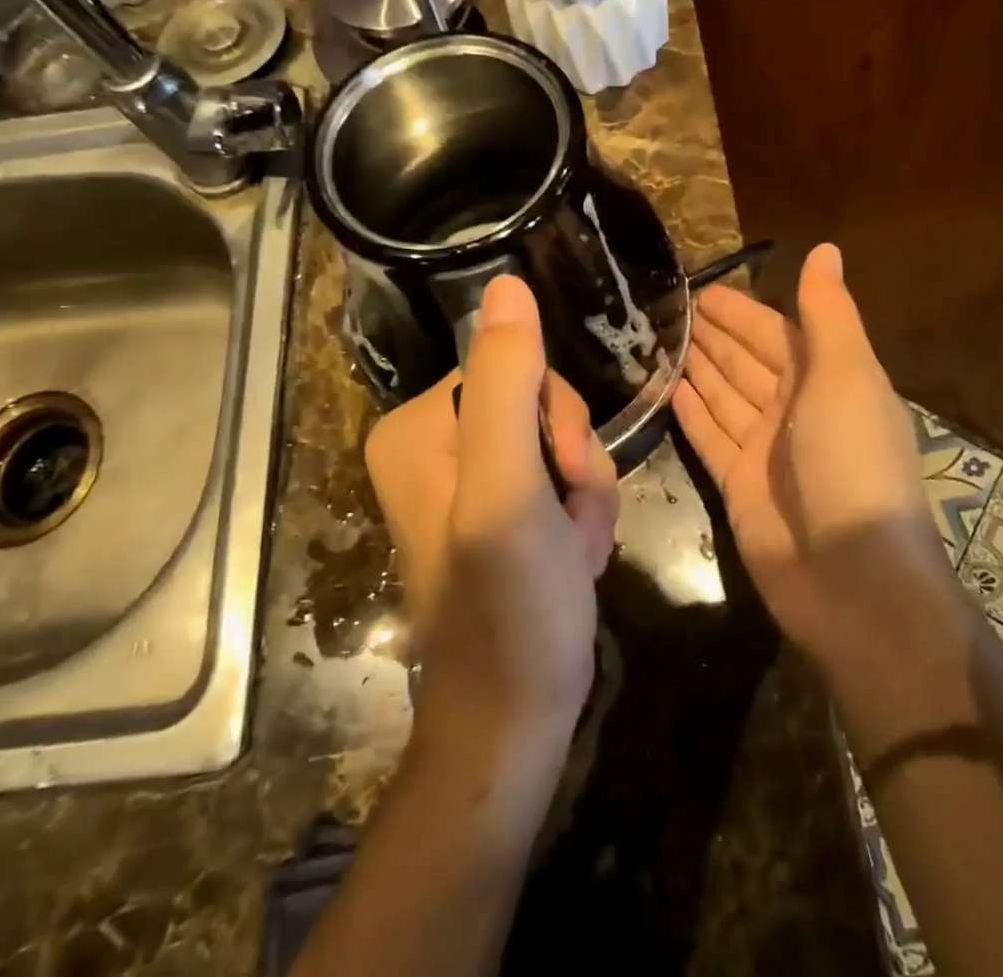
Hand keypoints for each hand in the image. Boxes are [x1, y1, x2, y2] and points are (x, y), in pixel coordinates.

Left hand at [365, 276, 619, 736]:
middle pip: (539, 402)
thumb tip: (507, 283)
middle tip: (570, 521)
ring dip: (584, 492)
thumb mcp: (508, 487)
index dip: (556, 418)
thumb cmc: (509, 607)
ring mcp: (468, 476)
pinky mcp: (499, 507)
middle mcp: (434, 442)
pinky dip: (580, 514)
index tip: (560, 478)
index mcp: (418, 425)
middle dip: (574, 460)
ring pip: (560, 439)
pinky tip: (574, 558)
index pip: (513, 367)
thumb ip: (505, 383)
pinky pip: (560, 475)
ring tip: (575, 549)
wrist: (515, 719)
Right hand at [671, 243, 945, 661]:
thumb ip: (828, 312)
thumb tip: (825, 248)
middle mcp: (795, 409)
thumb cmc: (852, 461)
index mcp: (827, 380)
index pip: (774, 332)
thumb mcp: (847, 375)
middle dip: (711, 335)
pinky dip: (689, 412)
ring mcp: (765, 449)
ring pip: (723, 395)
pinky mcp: (738, 484)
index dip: (739, 310)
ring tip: (656, 338)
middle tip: (664, 309)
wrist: (852, 576)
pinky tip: (664, 387)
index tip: (697, 288)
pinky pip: (708, 436)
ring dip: (695, 367)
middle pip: (745, 361)